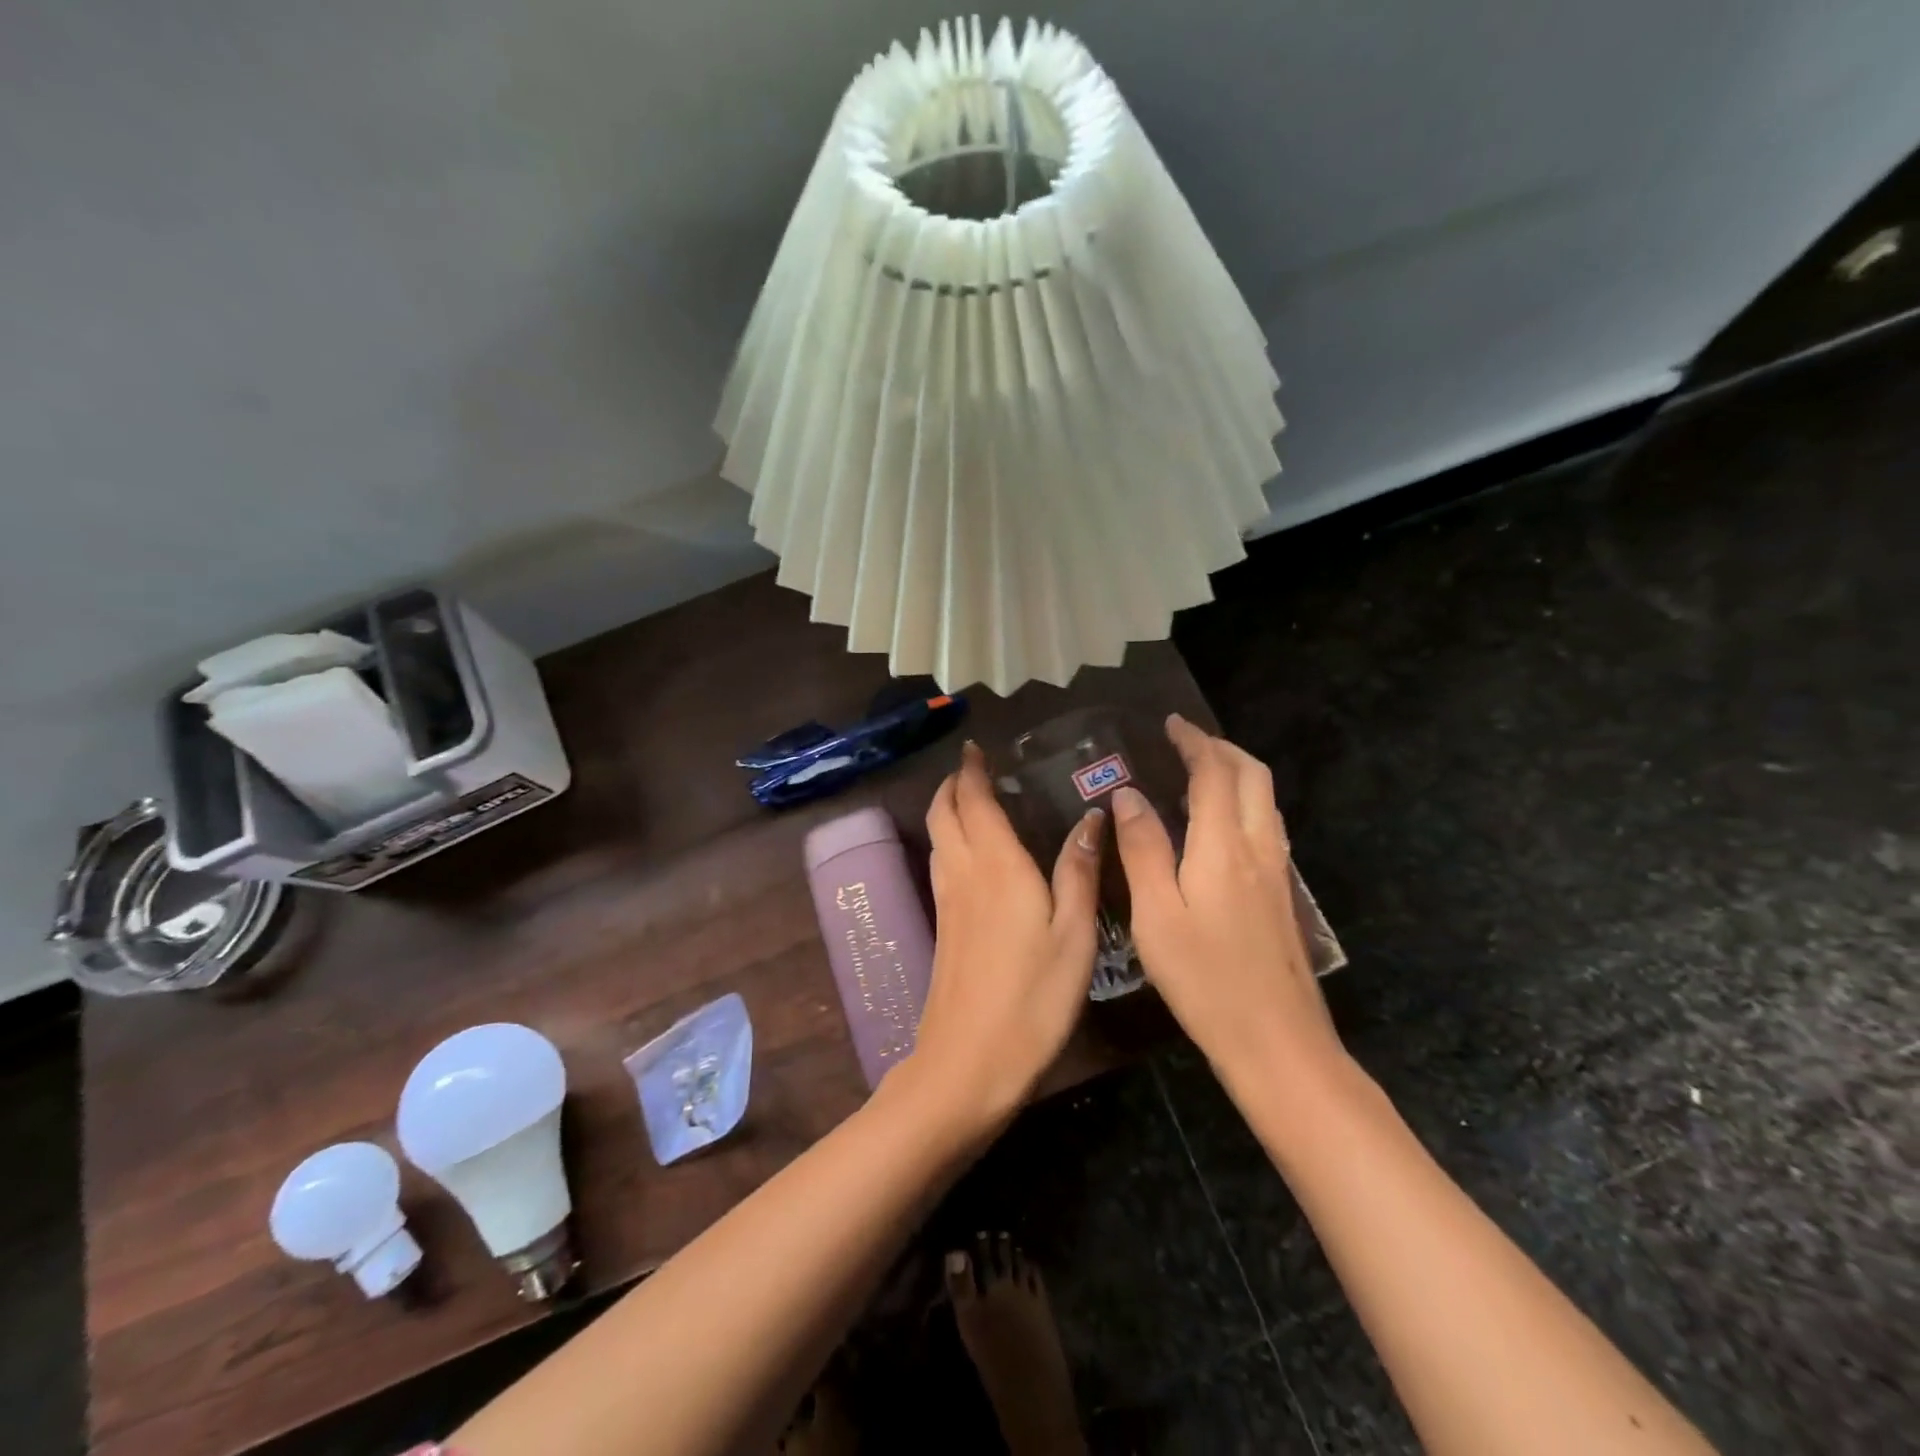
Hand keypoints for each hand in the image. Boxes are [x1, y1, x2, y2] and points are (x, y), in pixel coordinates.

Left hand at [906, 741, 1104, 1132]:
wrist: (967, 1063)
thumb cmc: (1033, 999)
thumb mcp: (1074, 936)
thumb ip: (1080, 872)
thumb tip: (1091, 818)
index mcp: (998, 867)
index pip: (974, 802)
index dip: (971, 772)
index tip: (975, 748)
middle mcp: (964, 874)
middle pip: (944, 814)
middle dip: (952, 785)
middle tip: (972, 769)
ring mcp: (946, 902)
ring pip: (938, 839)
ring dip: (947, 811)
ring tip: (970, 802)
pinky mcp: (941, 928)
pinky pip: (941, 865)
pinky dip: (950, 842)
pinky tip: (970, 857)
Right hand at [1110, 715, 1344, 1085]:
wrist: (1277, 1043)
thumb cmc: (1205, 978)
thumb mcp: (1156, 914)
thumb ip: (1142, 849)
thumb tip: (1127, 795)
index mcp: (1224, 846)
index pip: (1214, 773)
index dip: (1194, 742)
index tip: (1171, 724)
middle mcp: (1259, 849)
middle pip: (1252, 776)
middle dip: (1221, 749)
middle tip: (1186, 742)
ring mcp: (1277, 874)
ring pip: (1265, 801)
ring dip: (1236, 773)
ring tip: (1200, 774)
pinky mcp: (1282, 897)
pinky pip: (1265, 826)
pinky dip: (1244, 803)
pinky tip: (1220, 828)